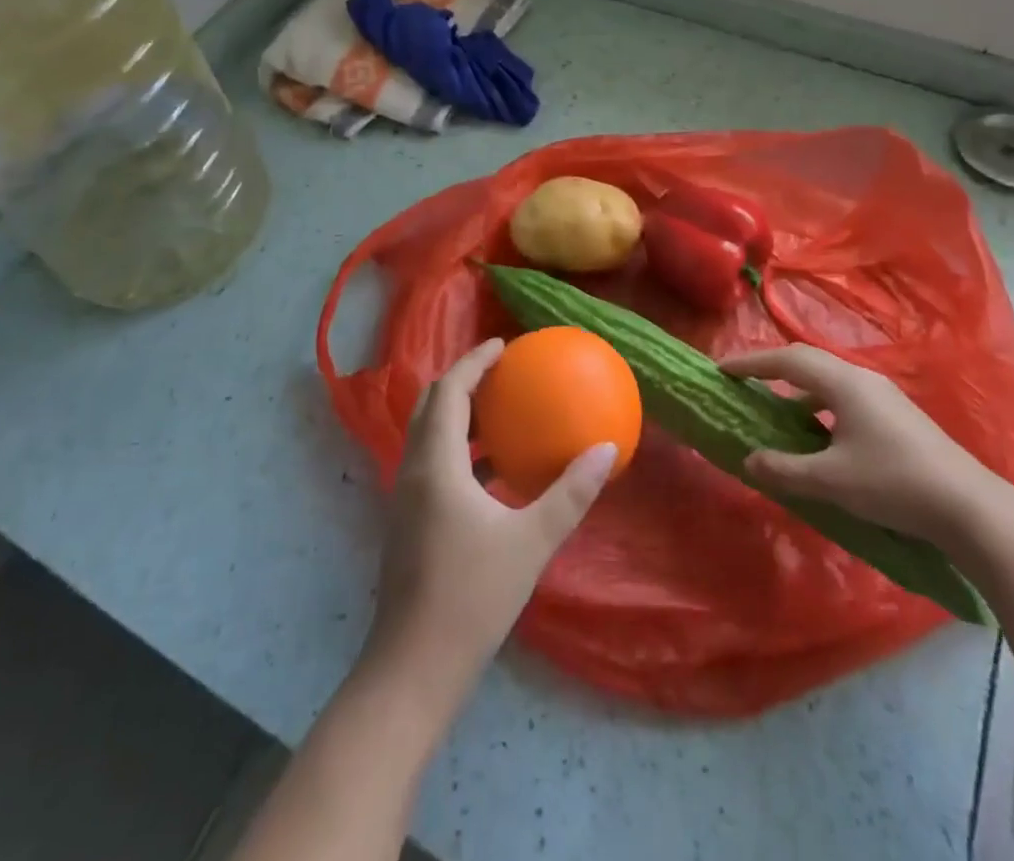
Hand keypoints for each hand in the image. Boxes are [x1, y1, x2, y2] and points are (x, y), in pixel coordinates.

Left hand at [363, 339, 617, 695]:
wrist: (414, 668)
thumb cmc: (471, 597)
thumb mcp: (531, 541)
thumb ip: (570, 493)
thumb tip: (607, 449)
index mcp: (435, 464)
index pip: (449, 391)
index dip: (473, 361)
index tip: (504, 345)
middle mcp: (413, 470)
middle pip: (432, 405)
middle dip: (463, 380)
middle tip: (502, 370)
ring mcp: (406, 498)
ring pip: (429, 434)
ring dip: (460, 414)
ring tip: (501, 409)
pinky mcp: (408, 522)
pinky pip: (432, 462)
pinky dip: (460, 448)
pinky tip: (493, 469)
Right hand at [724, 344, 1008, 546]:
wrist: (969, 507)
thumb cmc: (893, 484)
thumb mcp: (830, 480)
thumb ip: (784, 469)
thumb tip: (749, 459)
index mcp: (843, 383)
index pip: (786, 360)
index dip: (750, 362)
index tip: (721, 369)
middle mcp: (862, 378)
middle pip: (806, 361)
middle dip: (771, 368)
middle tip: (742, 381)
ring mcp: (882, 395)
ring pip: (827, 380)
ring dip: (796, 389)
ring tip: (774, 409)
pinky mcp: (895, 415)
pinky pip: (843, 396)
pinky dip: (818, 405)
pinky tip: (817, 434)